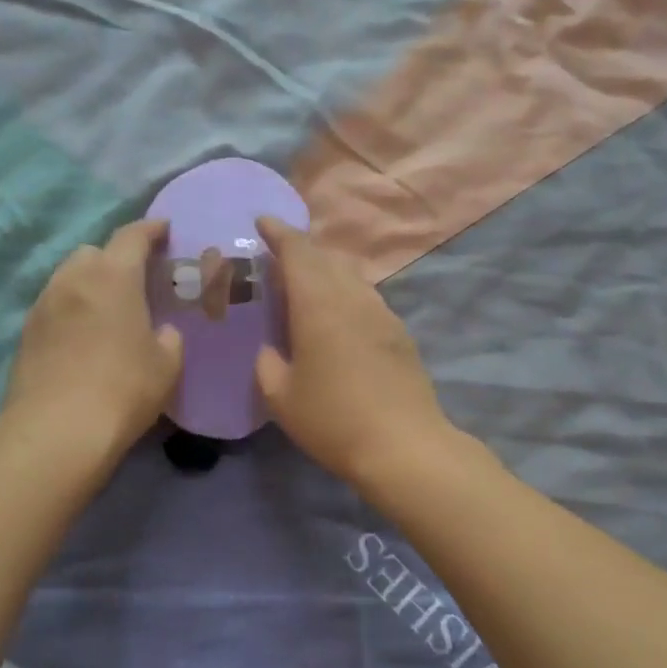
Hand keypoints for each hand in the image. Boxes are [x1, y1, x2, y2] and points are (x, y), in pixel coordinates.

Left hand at [3, 219, 182, 467]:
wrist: (58, 430)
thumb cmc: (124, 389)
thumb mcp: (167, 365)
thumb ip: (169, 337)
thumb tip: (161, 331)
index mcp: (113, 277)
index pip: (132, 236)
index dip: (151, 230)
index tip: (164, 230)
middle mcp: (73, 280)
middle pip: (94, 252)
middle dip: (115, 258)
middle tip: (135, 280)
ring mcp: (43, 305)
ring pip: (68, 278)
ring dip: (90, 283)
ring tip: (108, 310)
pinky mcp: (26, 333)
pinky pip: (54, 306)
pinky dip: (72, 310)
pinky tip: (83, 337)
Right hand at [254, 217, 453, 488]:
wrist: (404, 446)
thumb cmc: (334, 420)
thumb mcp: (281, 398)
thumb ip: (267, 365)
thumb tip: (270, 351)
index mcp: (320, 305)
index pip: (298, 252)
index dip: (279, 233)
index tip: (262, 221)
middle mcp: (354, 299)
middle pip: (327, 258)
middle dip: (301, 250)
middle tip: (278, 258)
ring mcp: (383, 315)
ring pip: (351, 277)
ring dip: (327, 271)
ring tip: (307, 286)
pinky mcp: (400, 335)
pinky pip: (366, 299)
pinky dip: (346, 295)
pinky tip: (338, 319)